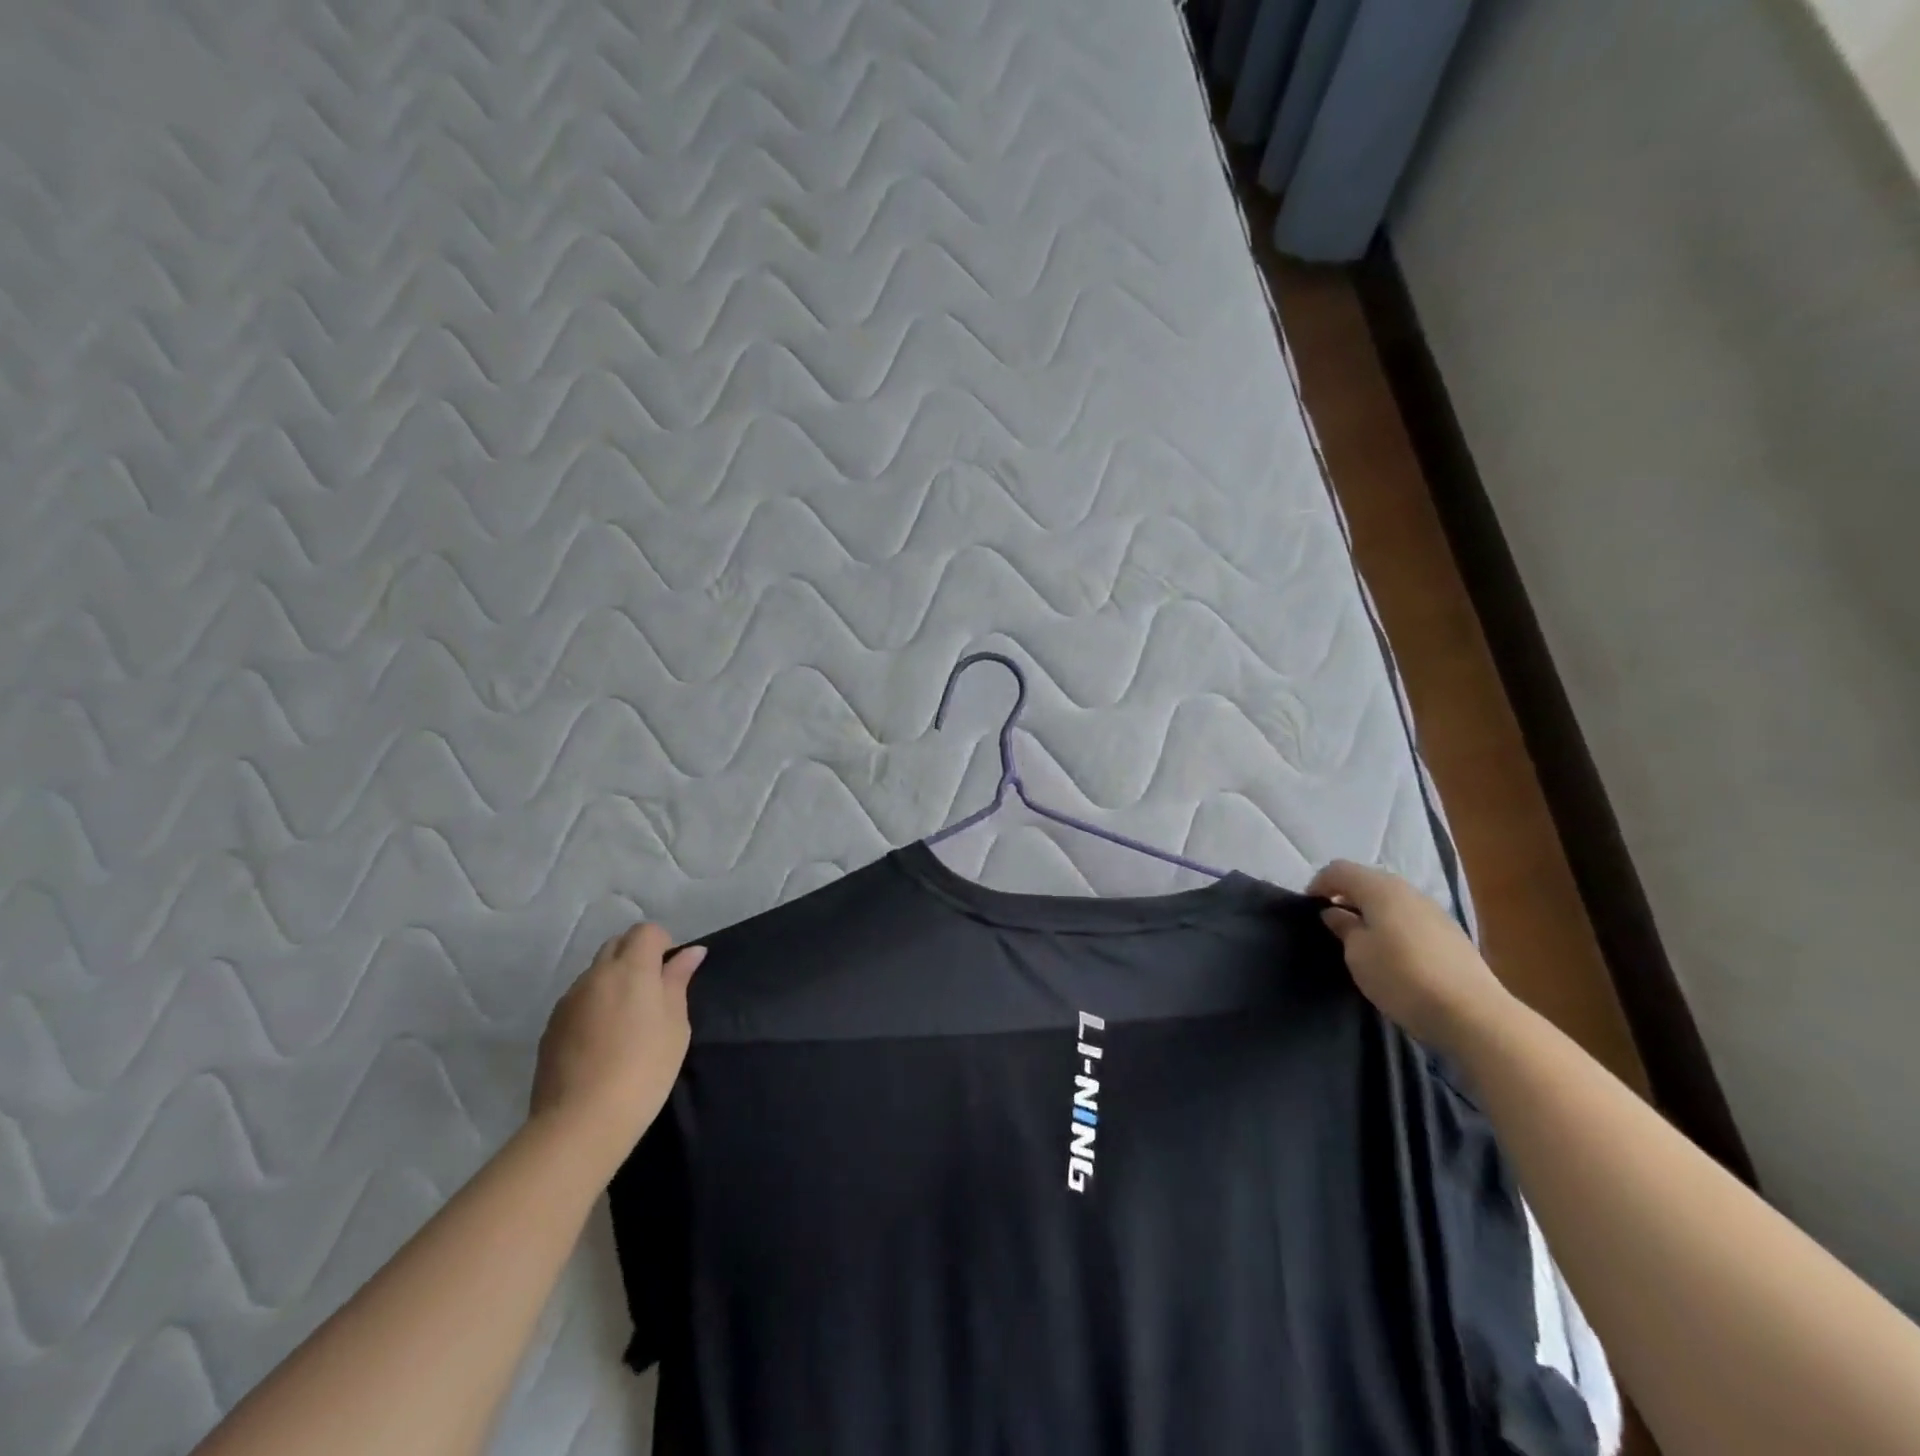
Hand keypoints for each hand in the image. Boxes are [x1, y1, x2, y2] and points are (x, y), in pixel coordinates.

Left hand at [530, 923, 704, 1165]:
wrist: (581, 1121)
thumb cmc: (644, 1069)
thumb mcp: (676, 1025)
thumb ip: (678, 981)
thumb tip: (690, 952)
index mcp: (630, 969)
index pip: (646, 931)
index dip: (662, 944)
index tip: (671, 975)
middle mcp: (595, 975)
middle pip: (616, 945)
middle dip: (636, 956)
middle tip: (653, 994)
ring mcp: (568, 1001)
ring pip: (595, 973)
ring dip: (613, 982)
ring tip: (626, 1022)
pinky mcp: (551, 1027)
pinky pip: (578, 1001)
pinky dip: (594, 1006)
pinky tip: (602, 1042)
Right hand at [1308, 860, 1515, 1052]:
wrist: (1472, 1014)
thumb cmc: (1401, 977)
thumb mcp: (1358, 954)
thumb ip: (1344, 927)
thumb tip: (1335, 912)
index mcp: (1380, 888)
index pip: (1339, 869)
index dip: (1319, 883)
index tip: (1308, 908)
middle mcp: (1408, 890)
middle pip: (1367, 880)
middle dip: (1345, 895)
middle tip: (1331, 921)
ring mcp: (1433, 910)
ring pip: (1391, 898)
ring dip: (1370, 910)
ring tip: (1359, 938)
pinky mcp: (1450, 933)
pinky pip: (1409, 916)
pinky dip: (1391, 924)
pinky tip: (1391, 951)